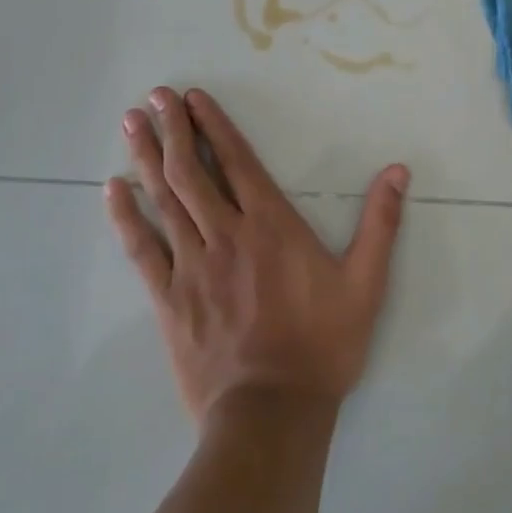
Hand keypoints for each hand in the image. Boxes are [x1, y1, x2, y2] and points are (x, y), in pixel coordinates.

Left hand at [105, 86, 408, 426]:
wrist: (270, 415)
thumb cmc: (322, 345)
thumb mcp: (366, 283)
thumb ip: (381, 223)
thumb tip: (399, 170)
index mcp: (271, 225)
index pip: (237, 161)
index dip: (214, 126)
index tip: (193, 98)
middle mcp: (227, 234)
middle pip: (193, 171)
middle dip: (173, 130)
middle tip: (154, 97)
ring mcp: (192, 265)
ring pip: (165, 200)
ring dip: (147, 157)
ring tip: (131, 123)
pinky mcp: (168, 299)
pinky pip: (141, 249)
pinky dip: (126, 216)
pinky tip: (112, 190)